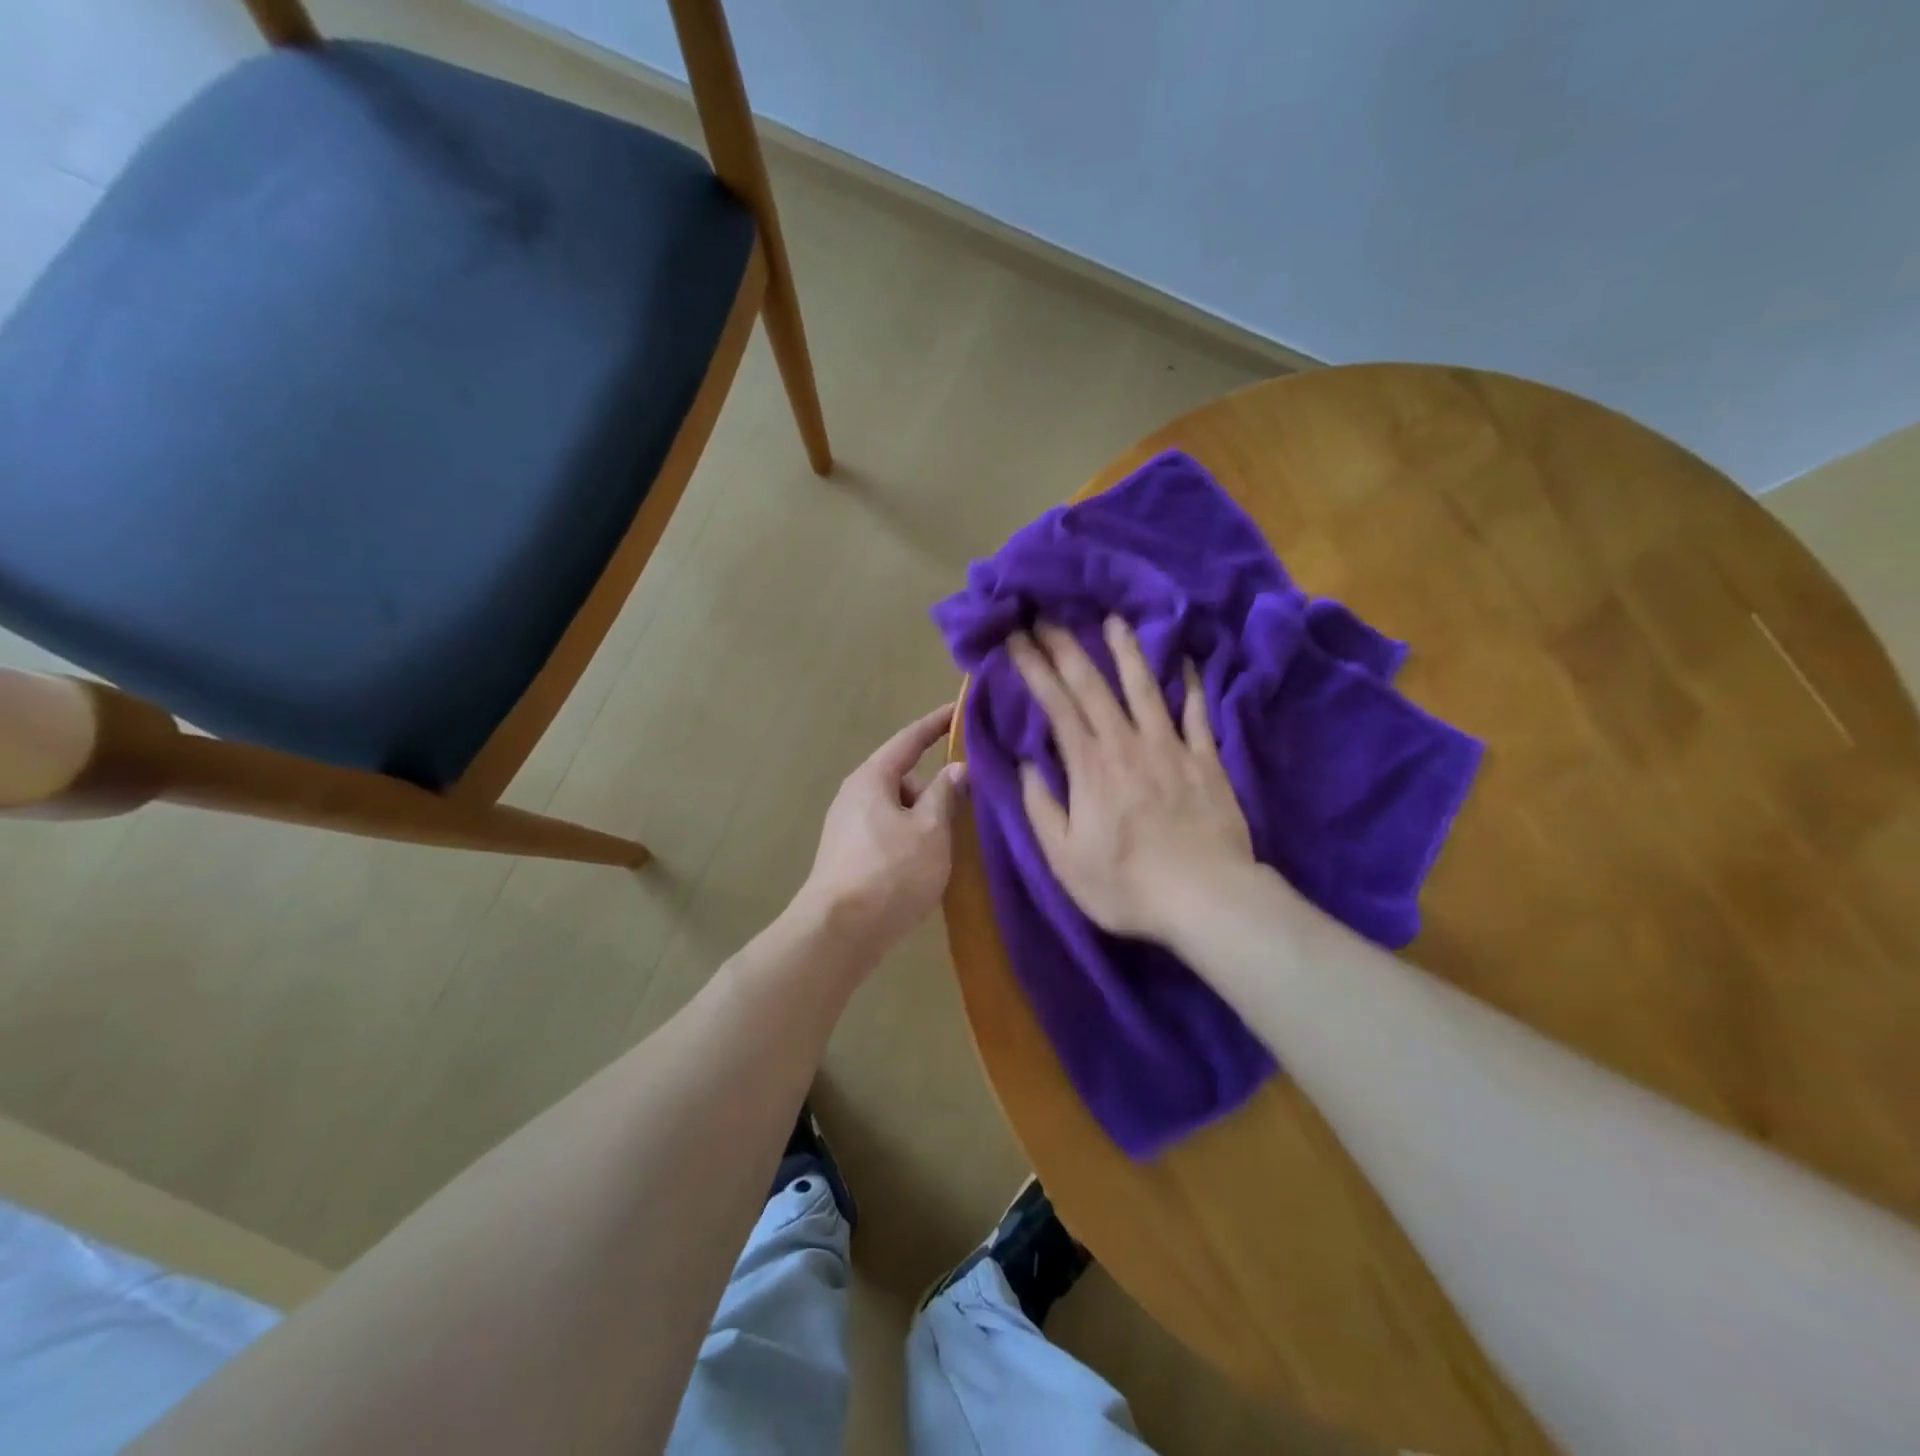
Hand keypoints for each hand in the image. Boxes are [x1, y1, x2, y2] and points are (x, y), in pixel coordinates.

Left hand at [797, 705, 967, 959]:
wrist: (838, 934)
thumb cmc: (890, 872)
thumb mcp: (930, 830)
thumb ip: (945, 794)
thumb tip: (956, 769)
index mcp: (872, 779)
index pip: (909, 739)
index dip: (937, 724)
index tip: (960, 711)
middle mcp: (854, 796)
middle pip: (903, 778)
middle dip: (934, 787)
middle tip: (968, 805)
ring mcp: (847, 828)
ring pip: (897, 810)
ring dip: (924, 819)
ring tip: (950, 845)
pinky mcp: (848, 856)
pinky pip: (888, 833)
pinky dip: (911, 839)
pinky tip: (927, 865)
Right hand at [1011, 618, 1255, 945]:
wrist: (1206, 898)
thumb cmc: (1126, 885)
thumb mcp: (1063, 857)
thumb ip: (1041, 806)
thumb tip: (1026, 763)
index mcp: (1089, 766)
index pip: (1056, 704)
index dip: (1034, 667)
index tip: (1016, 636)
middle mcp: (1127, 743)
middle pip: (1093, 686)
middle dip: (1067, 647)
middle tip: (1048, 615)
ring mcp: (1170, 747)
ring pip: (1145, 688)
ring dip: (1127, 652)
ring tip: (1114, 620)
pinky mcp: (1206, 760)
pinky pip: (1198, 714)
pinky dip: (1193, 685)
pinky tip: (1188, 661)